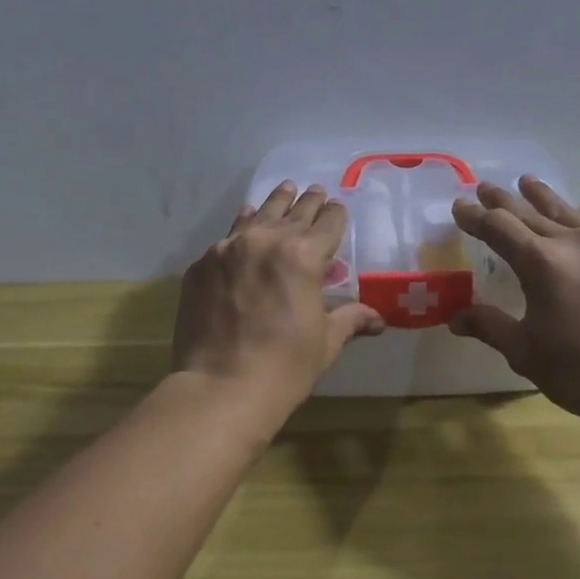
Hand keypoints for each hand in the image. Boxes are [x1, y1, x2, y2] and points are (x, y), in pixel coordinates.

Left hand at [172, 181, 384, 428]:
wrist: (220, 389)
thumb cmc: (284, 368)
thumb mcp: (325, 342)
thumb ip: (349, 319)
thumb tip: (378, 319)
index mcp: (304, 256)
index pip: (327, 224)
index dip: (335, 215)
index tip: (337, 208)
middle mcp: (266, 241)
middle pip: (293, 213)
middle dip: (308, 203)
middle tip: (315, 191)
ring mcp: (228, 250)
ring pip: (257, 216)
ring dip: (274, 204)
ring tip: (284, 189)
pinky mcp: (201, 265)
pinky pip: (227, 237)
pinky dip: (241, 228)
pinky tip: (245, 224)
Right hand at [449, 178, 579, 425]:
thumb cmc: (579, 372)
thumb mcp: (524, 352)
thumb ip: (489, 326)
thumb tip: (455, 318)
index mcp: (540, 263)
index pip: (498, 227)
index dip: (474, 216)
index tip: (459, 207)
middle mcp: (573, 242)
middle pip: (530, 211)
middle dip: (503, 201)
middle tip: (485, 188)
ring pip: (567, 211)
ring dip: (542, 197)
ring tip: (527, 183)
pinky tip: (579, 214)